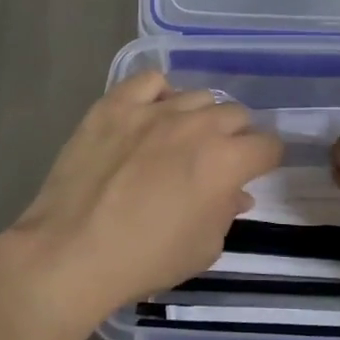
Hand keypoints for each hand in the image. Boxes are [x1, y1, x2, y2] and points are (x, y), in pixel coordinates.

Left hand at [5, 72, 282, 315]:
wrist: (72, 251)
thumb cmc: (145, 259)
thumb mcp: (203, 248)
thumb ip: (226, 212)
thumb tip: (235, 193)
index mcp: (226, 161)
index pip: (268, 145)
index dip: (265, 160)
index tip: (254, 171)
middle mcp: (197, 125)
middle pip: (236, 114)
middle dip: (235, 136)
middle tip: (216, 159)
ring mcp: (154, 109)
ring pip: (197, 96)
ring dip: (199, 117)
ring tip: (180, 138)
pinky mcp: (116, 104)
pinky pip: (149, 81)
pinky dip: (158, 94)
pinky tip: (151, 114)